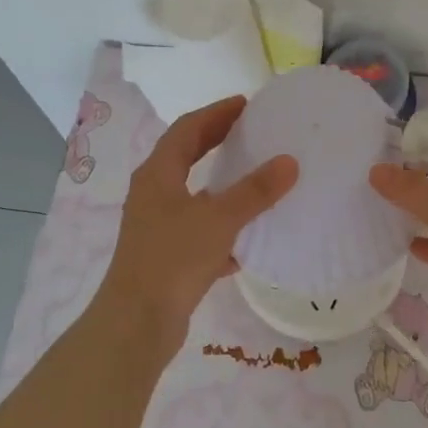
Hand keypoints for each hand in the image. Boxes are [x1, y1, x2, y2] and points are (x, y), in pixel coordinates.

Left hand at [97, 96, 296, 348]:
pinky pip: (198, 231)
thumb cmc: (173, 259)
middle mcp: (153, 194)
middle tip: (250, 130)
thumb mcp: (219, 219)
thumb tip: (289, 162)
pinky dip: (221, 228)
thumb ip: (255, 191)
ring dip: (221, 185)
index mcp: (158, 174)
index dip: (215, 113)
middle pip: (186, 157)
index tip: (245, 104)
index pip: (187, 129)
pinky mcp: (166, 257)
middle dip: (216, 141)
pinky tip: (247, 241)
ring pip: (193, 196)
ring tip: (254, 178)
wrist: (137, 323)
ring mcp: (157, 227)